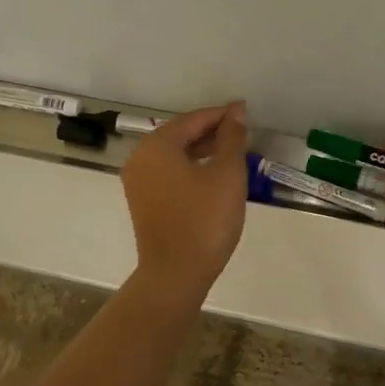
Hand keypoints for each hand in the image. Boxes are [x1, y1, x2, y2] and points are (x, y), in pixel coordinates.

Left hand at [122, 102, 250, 300]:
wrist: (175, 274)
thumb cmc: (204, 219)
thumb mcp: (227, 174)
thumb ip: (231, 138)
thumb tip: (235, 113)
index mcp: (157, 145)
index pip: (193, 119)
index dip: (222, 115)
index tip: (246, 111)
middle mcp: (140, 158)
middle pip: (180, 134)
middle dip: (211, 131)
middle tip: (242, 131)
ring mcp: (138, 182)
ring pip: (174, 155)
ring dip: (202, 150)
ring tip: (232, 152)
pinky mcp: (143, 202)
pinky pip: (168, 173)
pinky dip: (190, 167)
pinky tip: (212, 175)